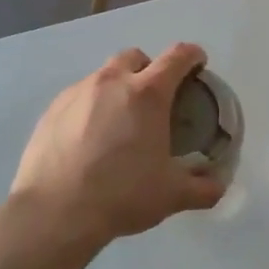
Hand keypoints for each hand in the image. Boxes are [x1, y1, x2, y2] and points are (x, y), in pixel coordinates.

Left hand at [11, 43, 225, 246]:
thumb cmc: (122, 195)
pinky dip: (91, 107)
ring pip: (103, 75)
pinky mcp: (51, 110)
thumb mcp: (172, 196)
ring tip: (120, 121)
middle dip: (150, 68)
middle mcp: (111, 82)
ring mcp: (77, 93)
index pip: (178, 57)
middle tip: (156, 98)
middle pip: (135, 57)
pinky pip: (78, 97)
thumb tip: (217, 185)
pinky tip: (90, 138)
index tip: (198, 65)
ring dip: (118, 87)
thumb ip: (203, 189)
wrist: (55, 212)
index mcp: (148, 94)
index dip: (193, 56)